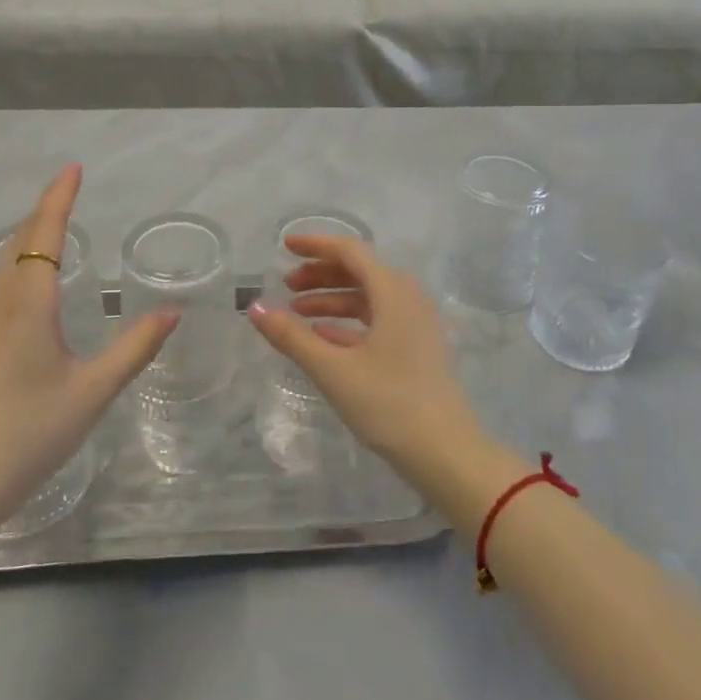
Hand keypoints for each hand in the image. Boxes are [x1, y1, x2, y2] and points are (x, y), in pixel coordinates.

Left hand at [0, 165, 177, 530]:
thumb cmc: (31, 430)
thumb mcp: (93, 390)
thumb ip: (134, 348)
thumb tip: (171, 313)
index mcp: (28, 301)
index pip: (44, 232)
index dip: (59, 197)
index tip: (74, 168)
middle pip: (19, 239)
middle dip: (45, 211)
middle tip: (71, 192)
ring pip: (4, 262)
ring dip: (29, 236)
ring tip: (55, 229)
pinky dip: (18, 263)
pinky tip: (31, 283)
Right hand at [245, 236, 485, 484]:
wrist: (446, 454)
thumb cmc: (388, 404)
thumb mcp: (333, 370)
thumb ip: (291, 336)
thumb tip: (254, 307)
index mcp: (393, 292)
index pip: (350, 251)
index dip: (315, 245)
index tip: (284, 246)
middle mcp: (408, 298)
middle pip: (359, 272)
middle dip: (320, 275)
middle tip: (287, 286)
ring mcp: (416, 324)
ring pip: (368, 298)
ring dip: (332, 300)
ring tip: (297, 315)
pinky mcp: (417, 348)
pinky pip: (378, 320)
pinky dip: (348, 323)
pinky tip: (323, 338)